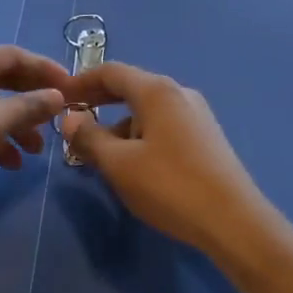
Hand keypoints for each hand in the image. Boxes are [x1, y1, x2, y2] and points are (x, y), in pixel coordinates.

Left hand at [0, 45, 67, 235]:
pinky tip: (11, 164)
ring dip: (16, 126)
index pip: (12, 55)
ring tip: (36, 151)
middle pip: (2, 80)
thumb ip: (29, 106)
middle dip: (31, 102)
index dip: (45, 70)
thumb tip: (59, 96)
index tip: (73, 88)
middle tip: (59, 118)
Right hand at [59, 62, 277, 261]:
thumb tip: (70, 118)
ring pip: (147, 110)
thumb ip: (90, 138)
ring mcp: (196, 114)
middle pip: (131, 87)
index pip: (112, 71)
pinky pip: (163, 125)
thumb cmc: (170, 186)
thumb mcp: (119, 164)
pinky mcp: (206, 137)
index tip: (59, 96)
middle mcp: (179, 93)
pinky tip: (134, 165)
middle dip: (100, 102)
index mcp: (157, 91)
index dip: (81, 81)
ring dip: (120, 124)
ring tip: (101, 154)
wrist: (233, 220)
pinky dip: (141, 135)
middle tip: (73, 120)